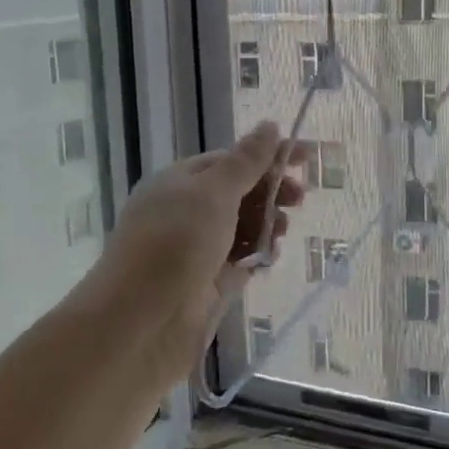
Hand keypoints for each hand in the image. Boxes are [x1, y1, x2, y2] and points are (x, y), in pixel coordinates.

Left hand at [98, 123, 304, 375]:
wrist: (140, 323)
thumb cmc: (174, 244)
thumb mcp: (213, 193)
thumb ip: (246, 161)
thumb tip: (270, 125)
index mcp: (180, 182)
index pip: (231, 159)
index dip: (269, 156)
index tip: (308, 156)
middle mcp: (187, 212)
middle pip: (240, 192)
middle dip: (271, 191)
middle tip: (300, 198)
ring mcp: (198, 249)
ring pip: (243, 226)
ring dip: (267, 223)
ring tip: (281, 230)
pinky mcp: (210, 283)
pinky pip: (242, 259)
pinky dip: (259, 254)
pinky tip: (270, 257)